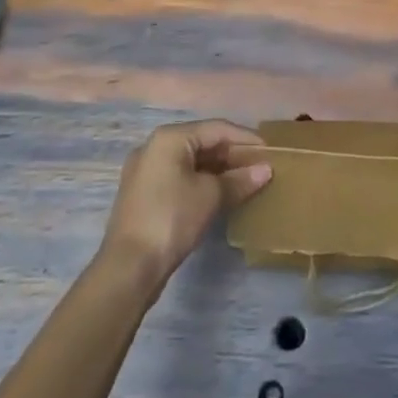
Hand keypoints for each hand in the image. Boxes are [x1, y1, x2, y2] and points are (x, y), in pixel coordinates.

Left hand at [99, 120, 270, 294]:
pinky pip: (180, 178)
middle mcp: (155, 147)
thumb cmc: (172, 219)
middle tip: (260, 167)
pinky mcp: (144, 195)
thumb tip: (266, 170)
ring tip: (246, 181)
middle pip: (202, 143)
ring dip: (219, 170)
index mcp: (170, 138)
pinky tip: (221, 195)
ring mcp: (146, 171)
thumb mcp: (211, 196)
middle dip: (233, 155)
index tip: (270, 151)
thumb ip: (240, 179)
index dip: (246, 138)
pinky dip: (202, 182)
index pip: (217, 128)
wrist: (128, 268)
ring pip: (191, 162)